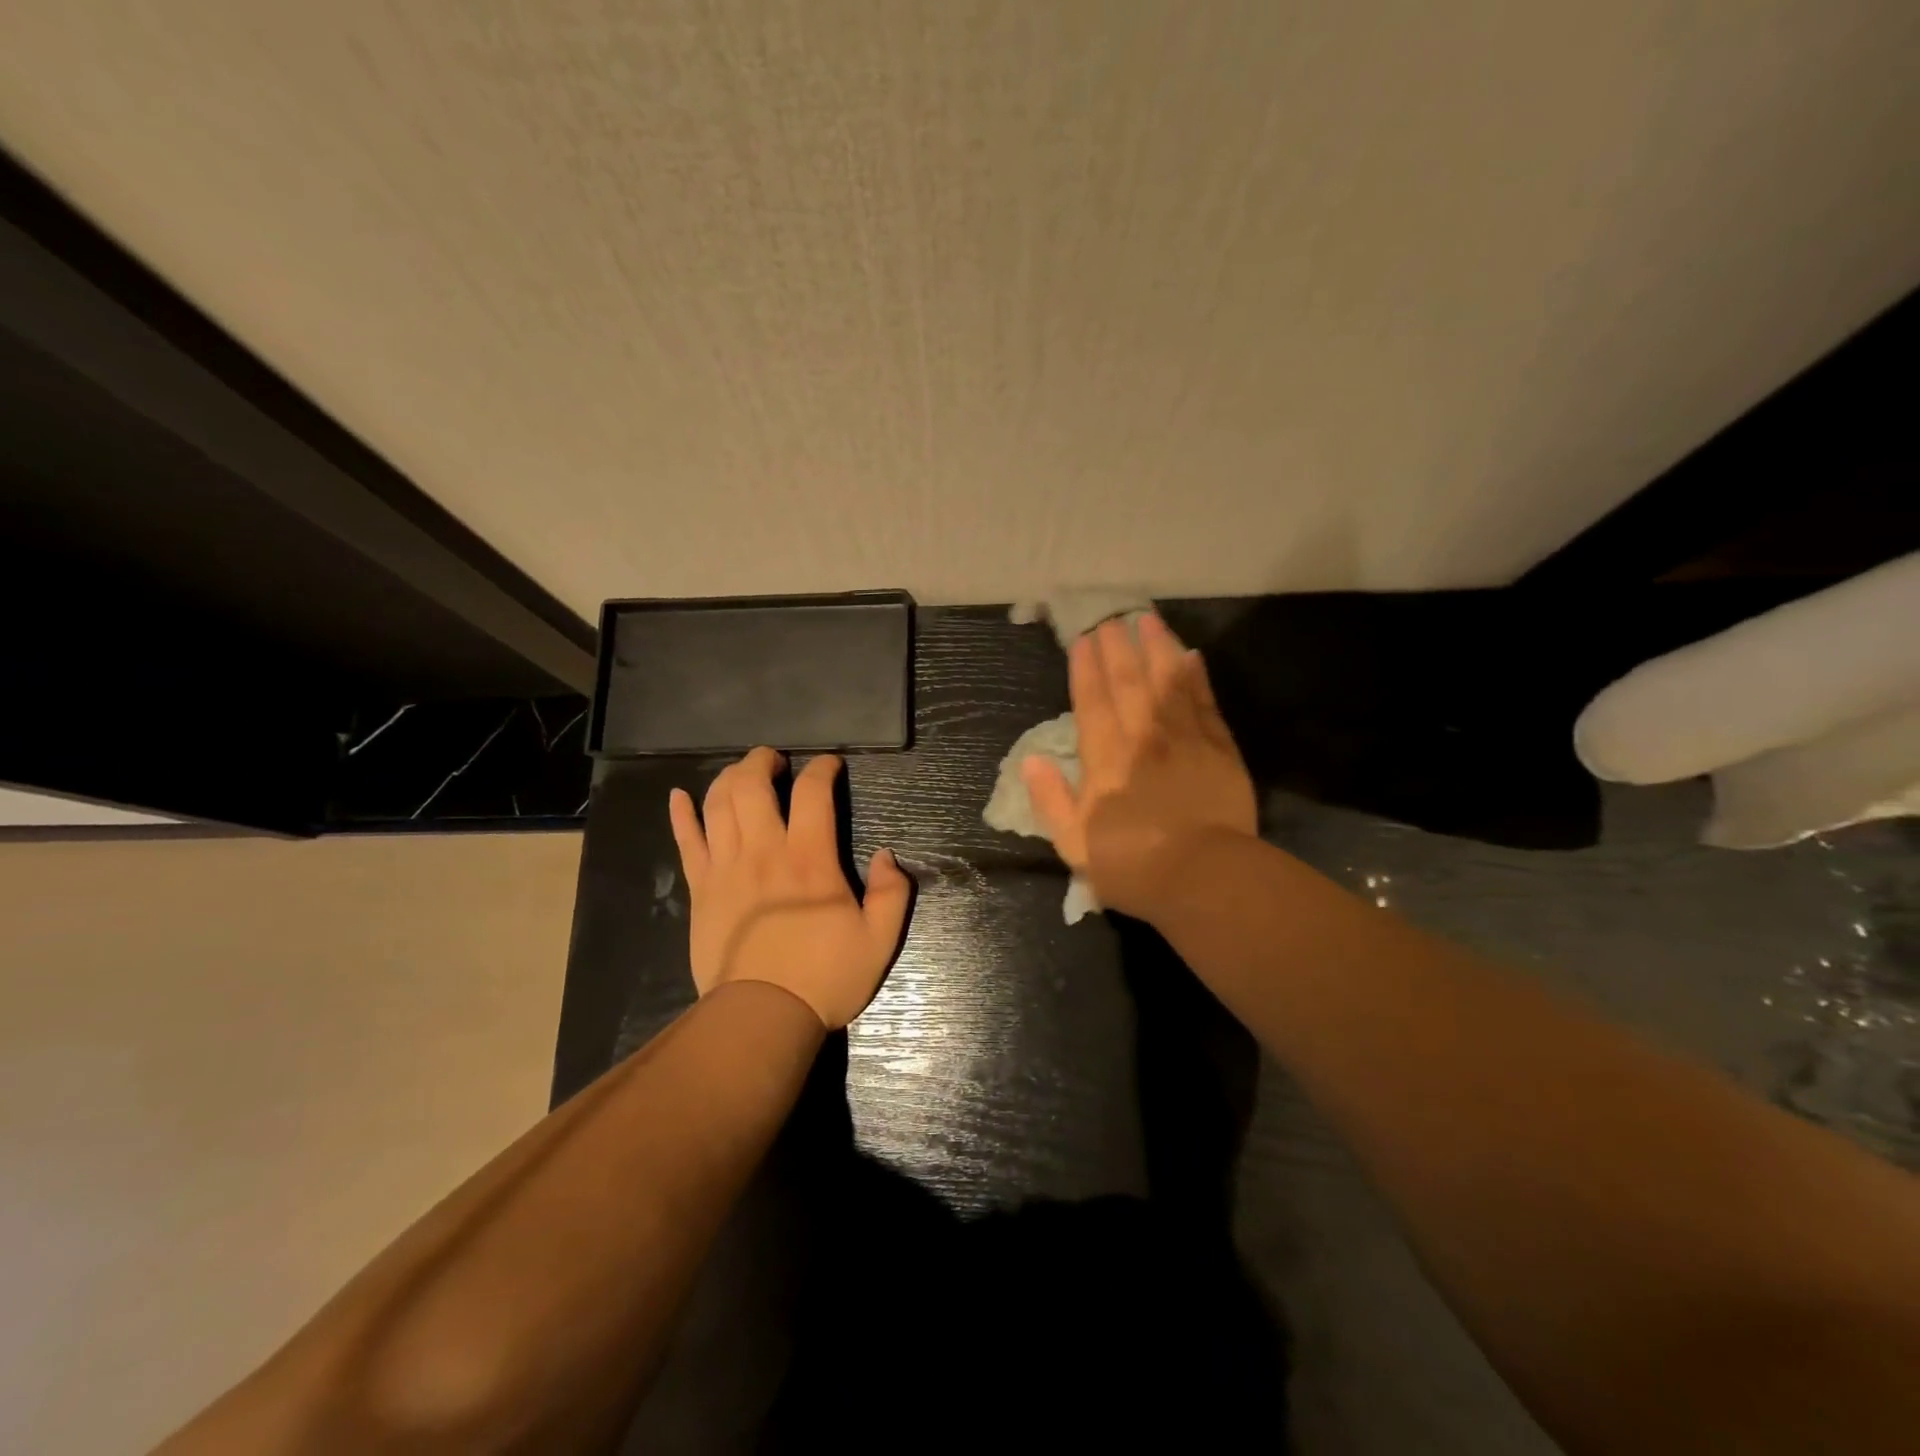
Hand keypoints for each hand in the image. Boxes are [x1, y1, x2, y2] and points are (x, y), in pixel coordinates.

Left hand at [668, 747, 912, 1029]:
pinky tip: (678, 796)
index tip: (830, 765)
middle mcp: (764, 852)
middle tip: (775, 760)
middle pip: (752, 786)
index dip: (822, 769)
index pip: (812, 793)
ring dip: (729, 778)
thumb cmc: (824, 977)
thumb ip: (892, 893)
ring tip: (742, 772)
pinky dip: (681, 815)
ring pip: (718, 805)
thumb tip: (886, 856)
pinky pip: (687, 843)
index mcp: (810, 859)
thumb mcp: (879, 941)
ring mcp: (726, 869)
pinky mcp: (702, 890)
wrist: (762, 1017)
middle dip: (763, 762)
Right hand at [1023, 614, 1255, 920]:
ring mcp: (1185, 739)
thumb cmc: (1132, 865)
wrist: (1204, 878)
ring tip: (1148, 620)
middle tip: (1112, 618)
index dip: (1086, 669)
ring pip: (1168, 682)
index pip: (1092, 702)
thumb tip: (1032, 760)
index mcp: (1105, 759)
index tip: (1083, 639)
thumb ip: (1051, 800)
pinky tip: (1192, 656)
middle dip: (1118, 648)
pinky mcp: (1220, 749)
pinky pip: (1206, 703)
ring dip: (1157, 649)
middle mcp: (1143, 737)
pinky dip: (1197, 678)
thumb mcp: (1074, 844)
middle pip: (1129, 683)